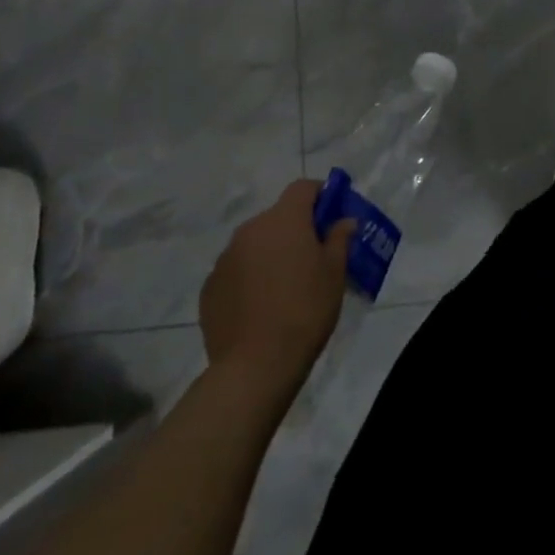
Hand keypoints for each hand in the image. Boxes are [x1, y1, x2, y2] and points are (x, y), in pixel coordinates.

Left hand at [198, 181, 353, 393]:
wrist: (255, 366)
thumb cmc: (305, 310)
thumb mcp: (334, 273)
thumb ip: (339, 239)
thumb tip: (344, 221)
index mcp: (284, 219)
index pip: (303, 188)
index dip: (320, 195)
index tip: (331, 214)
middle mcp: (250, 229)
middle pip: (277, 216)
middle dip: (295, 229)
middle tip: (311, 256)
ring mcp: (225, 258)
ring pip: (254, 243)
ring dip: (270, 253)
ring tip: (283, 285)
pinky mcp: (209, 287)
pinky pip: (236, 270)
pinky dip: (249, 277)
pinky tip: (259, 306)